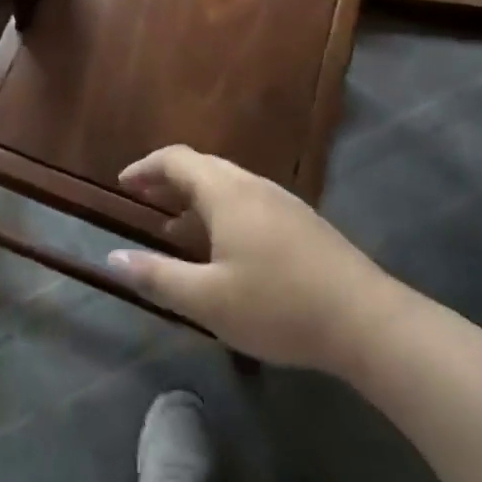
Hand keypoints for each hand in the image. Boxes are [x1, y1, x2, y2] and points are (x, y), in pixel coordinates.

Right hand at [106, 146, 404, 373]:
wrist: (369, 322)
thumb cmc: (279, 306)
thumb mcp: (208, 300)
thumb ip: (157, 276)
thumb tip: (112, 257)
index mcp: (226, 192)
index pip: (176, 159)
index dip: (145, 167)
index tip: (123, 183)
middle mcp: (252, 185)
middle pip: (202, 167)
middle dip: (168, 180)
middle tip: (143, 200)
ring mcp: (282, 202)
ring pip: (227, 185)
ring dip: (195, 198)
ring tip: (175, 229)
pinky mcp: (303, 223)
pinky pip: (248, 202)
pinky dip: (221, 212)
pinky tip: (224, 250)